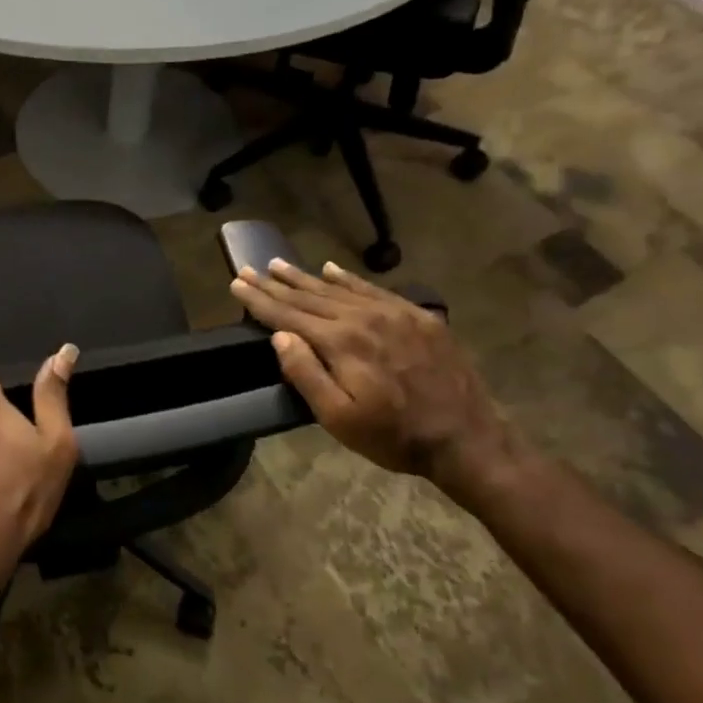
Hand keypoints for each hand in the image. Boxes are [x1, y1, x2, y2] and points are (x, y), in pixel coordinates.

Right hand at [230, 257, 521, 497]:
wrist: (467, 438)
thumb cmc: (393, 436)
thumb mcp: (339, 418)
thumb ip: (306, 374)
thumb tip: (280, 336)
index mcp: (341, 343)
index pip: (288, 315)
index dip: (259, 300)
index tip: (236, 283)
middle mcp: (364, 318)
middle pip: (309, 297)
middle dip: (275, 284)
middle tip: (249, 268)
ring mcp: (394, 313)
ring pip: (339, 289)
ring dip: (305, 277)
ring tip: (278, 264)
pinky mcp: (418, 316)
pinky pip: (374, 289)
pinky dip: (348, 278)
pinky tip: (331, 269)